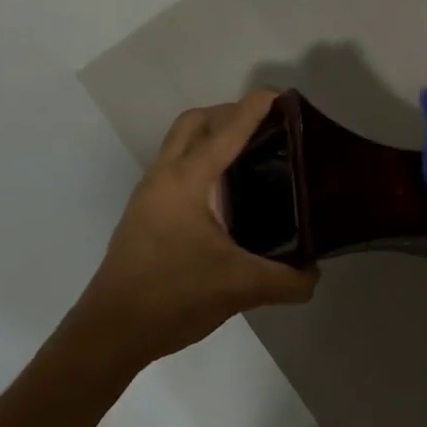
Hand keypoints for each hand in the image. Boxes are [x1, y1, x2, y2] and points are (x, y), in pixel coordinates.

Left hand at [72, 91, 317, 365]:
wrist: (111, 331)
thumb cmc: (173, 296)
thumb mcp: (241, 288)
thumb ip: (287, 280)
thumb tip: (315, 275)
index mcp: (187, 182)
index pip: (226, 132)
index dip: (253, 109)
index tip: (280, 94)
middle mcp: (164, 178)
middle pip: (194, 123)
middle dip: (229, 113)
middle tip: (266, 125)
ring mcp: (150, 196)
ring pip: (180, 145)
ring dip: (212, 136)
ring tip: (252, 154)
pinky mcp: (146, 216)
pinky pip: (177, 170)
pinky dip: (202, 163)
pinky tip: (227, 194)